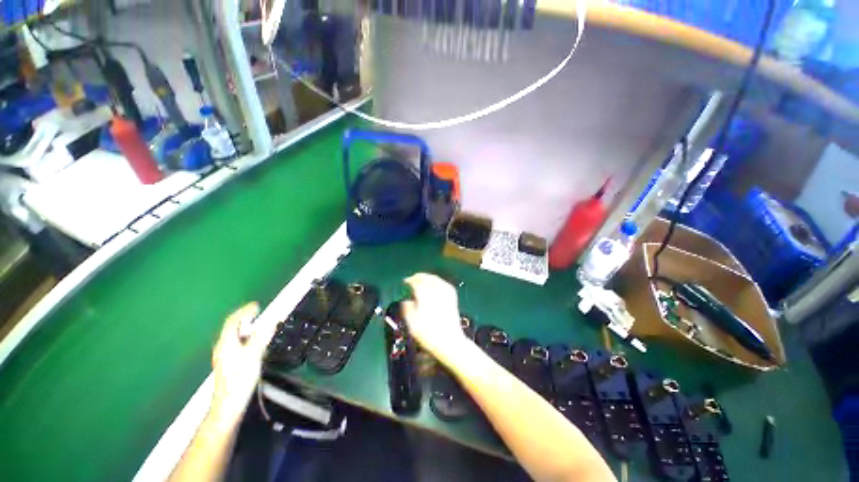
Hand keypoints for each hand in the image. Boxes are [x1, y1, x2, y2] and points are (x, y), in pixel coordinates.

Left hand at [211, 302, 273, 418]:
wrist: (228, 404)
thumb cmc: (240, 379)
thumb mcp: (254, 356)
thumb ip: (261, 337)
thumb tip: (270, 322)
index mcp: (227, 343)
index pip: (233, 321)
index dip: (245, 311)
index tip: (257, 306)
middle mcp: (222, 347)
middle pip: (231, 327)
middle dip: (245, 318)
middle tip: (258, 313)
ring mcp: (223, 356)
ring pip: (233, 336)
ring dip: (245, 328)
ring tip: (258, 326)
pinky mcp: (226, 363)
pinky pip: (235, 344)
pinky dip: (245, 337)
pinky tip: (252, 343)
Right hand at [402, 273, 468, 364]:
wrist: (450, 341)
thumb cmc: (428, 334)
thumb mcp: (411, 324)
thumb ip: (407, 309)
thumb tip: (406, 301)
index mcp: (424, 294)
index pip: (415, 281)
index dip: (409, 280)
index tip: (405, 282)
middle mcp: (435, 290)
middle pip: (426, 278)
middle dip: (418, 277)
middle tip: (412, 279)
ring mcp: (445, 292)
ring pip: (435, 279)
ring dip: (427, 278)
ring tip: (422, 280)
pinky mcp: (452, 296)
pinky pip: (444, 283)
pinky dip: (437, 281)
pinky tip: (435, 284)